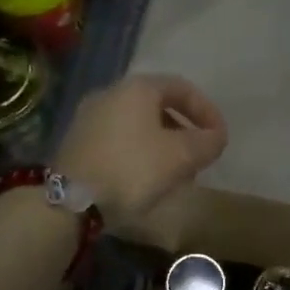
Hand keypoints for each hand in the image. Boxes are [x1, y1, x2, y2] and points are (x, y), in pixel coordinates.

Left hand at [54, 74, 227, 222]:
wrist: (70, 201)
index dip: (207, 111)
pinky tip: (146, 179)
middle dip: (184, 130)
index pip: (182, 88)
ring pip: (138, 125)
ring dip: (163, 144)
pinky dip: (140, 153)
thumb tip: (215, 137)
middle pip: (158, 106)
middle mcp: (110, 93)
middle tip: (199, 156)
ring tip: (176, 173)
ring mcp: (89, 118)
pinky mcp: (77, 143)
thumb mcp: (181, 156)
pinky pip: (119, 140)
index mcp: (137, 88)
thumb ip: (207, 142)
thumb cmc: (132, 169)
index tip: (219, 137)